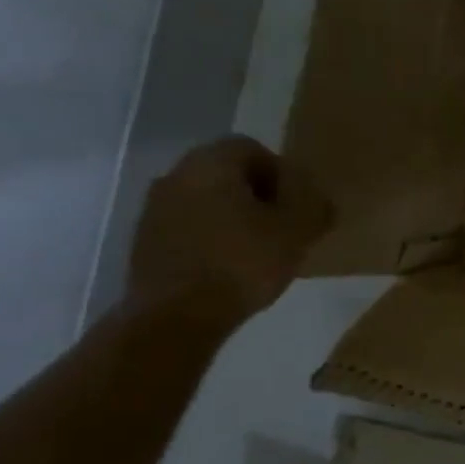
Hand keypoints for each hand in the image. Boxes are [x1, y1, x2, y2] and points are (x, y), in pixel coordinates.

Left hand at [125, 137, 334, 329]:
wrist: (176, 315)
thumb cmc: (243, 262)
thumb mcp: (298, 231)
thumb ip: (314, 205)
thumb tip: (318, 198)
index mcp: (210, 164)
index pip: (252, 148)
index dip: (282, 173)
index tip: (298, 205)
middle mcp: (175, 176)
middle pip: (227, 173)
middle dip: (259, 195)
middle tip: (284, 226)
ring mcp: (154, 210)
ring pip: (207, 200)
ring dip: (235, 217)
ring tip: (260, 250)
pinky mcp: (146, 242)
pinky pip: (190, 227)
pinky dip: (213, 238)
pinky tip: (232, 267)